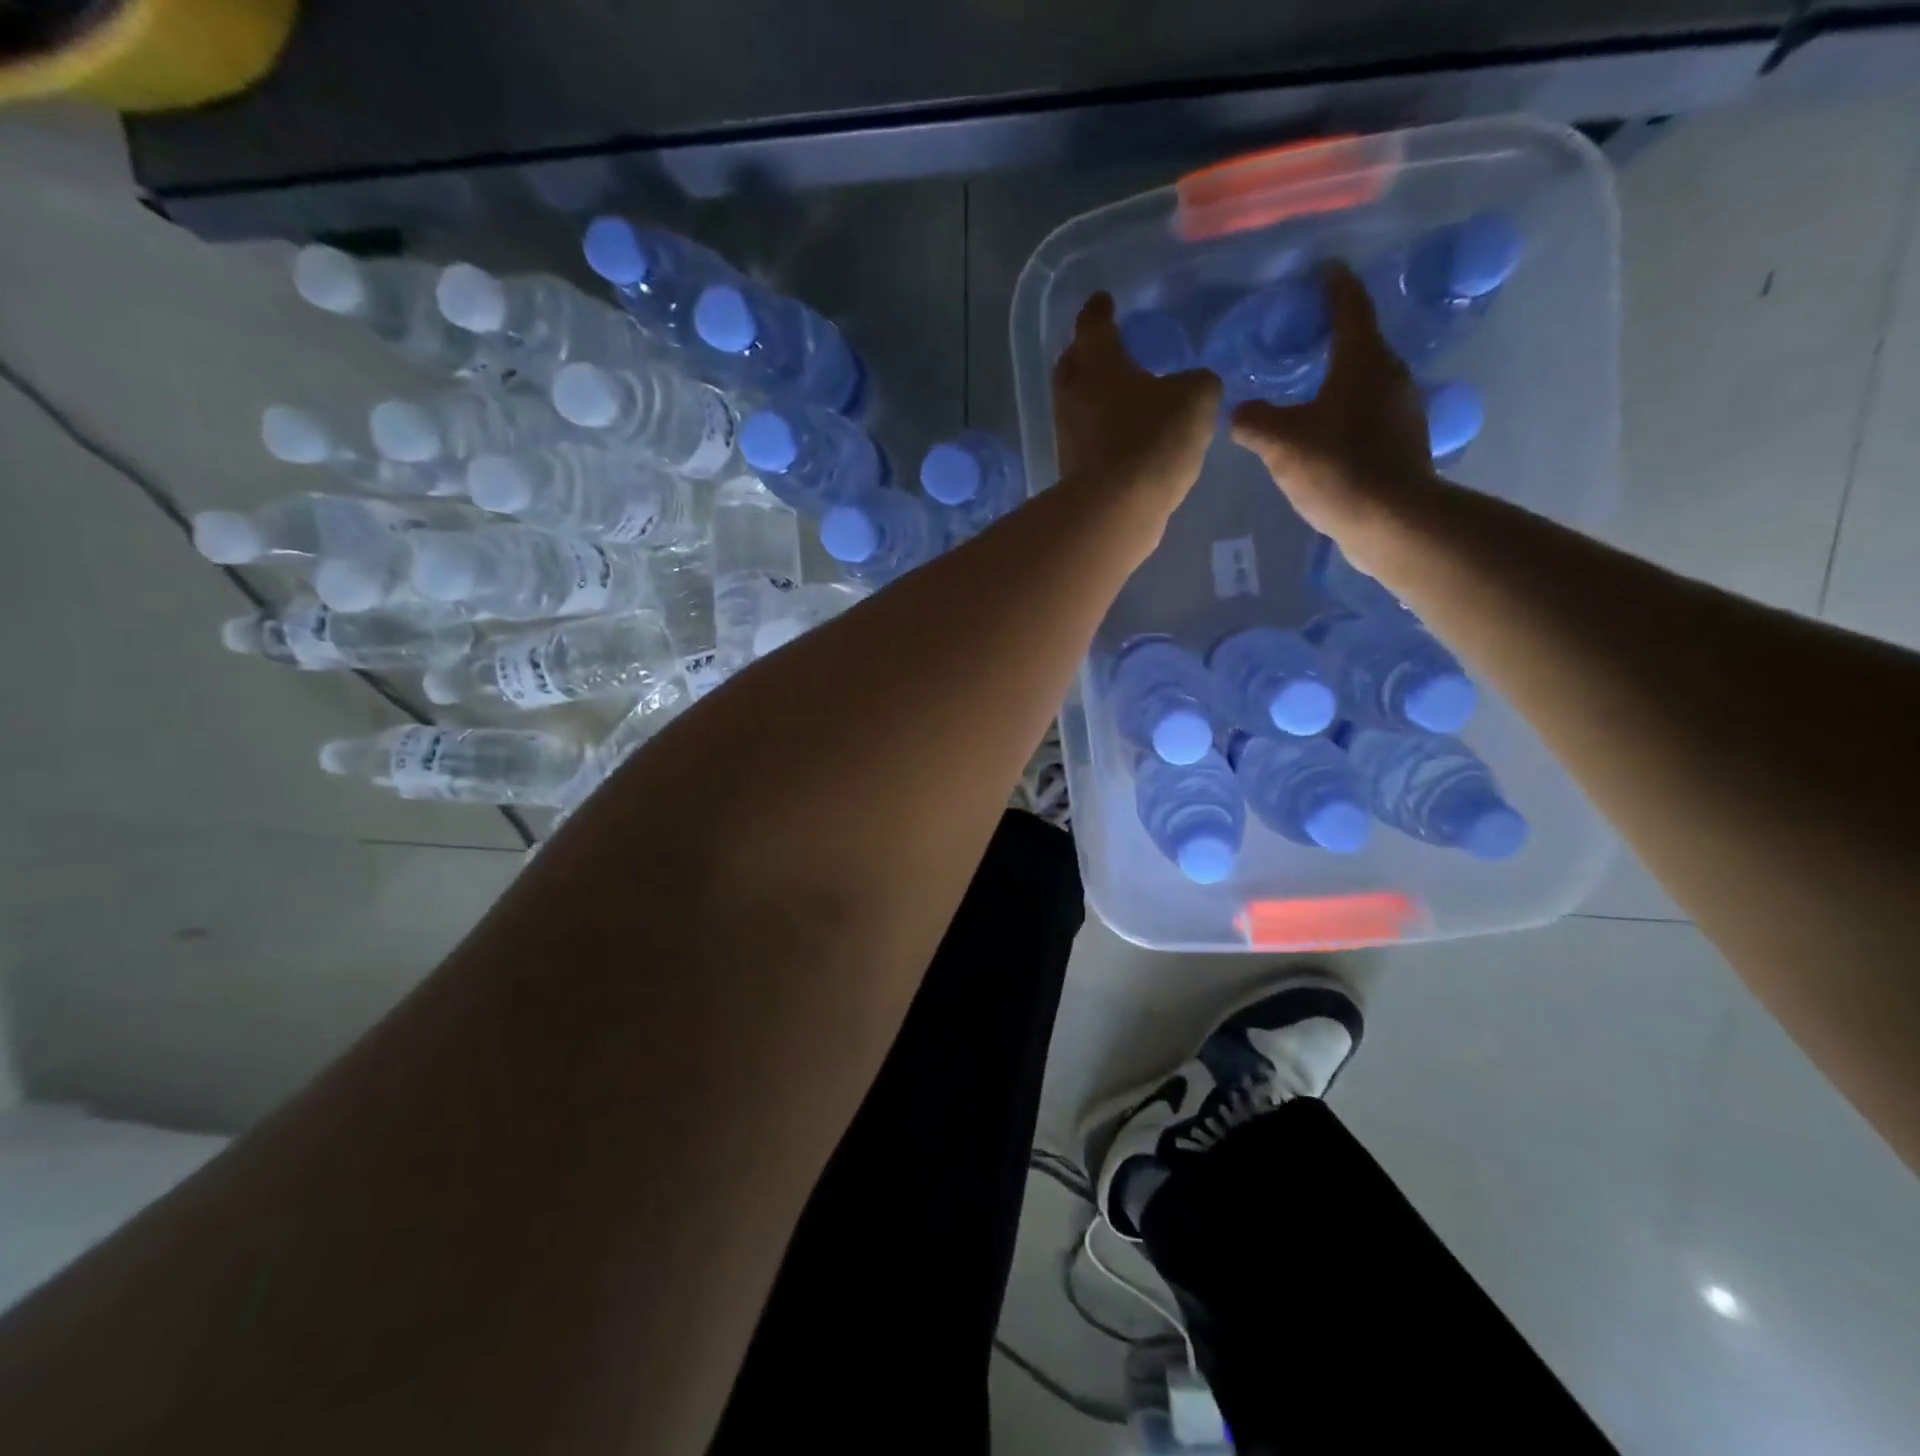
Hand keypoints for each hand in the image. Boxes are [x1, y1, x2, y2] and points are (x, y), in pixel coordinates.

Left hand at [1051, 293, 1220, 508]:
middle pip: (1073, 365)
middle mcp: (1073, 395)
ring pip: (1076, 404)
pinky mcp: (1072, 471)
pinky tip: (1121, 436)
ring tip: (1116, 393)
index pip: (1094, 324)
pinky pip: (1085, 439)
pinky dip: (1099, 431)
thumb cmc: (1153, 439)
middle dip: (1085, 352)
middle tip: (1100, 348)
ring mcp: (1068, 436)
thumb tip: (1192, 386)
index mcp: (1098, 363)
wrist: (1117, 508)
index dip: (1100, 310)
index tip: (1102, 301)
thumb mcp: (1196, 398)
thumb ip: (1197, 382)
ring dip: (1091, 396)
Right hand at [1229, 263, 1437, 571]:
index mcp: (1362, 360)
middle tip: (1302, 336)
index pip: (1349, 306)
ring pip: (1365, 380)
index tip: (1322, 269)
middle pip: (1360, 342)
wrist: (1390, 519)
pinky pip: (1368, 412)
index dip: (1334, 285)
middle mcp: (1389, 375)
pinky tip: (1324, 433)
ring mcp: (1400, 410)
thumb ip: (1254, 420)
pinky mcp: (1401, 442)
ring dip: (1339, 378)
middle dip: (1333, 335)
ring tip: (1307, 388)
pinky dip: (1345, 411)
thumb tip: (1239, 411)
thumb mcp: (1280, 442)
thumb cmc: (1336, 467)